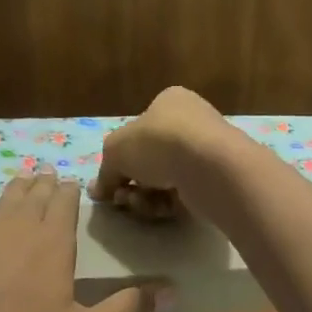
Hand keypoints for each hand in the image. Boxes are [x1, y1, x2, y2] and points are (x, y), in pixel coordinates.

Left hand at [0, 174, 152, 311]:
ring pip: (5, 197)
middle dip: (46, 185)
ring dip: (18, 187)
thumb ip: (124, 311)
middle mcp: (19, 226)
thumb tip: (165, 292)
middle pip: (36, 195)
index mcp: (54, 243)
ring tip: (25, 180)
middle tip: (50, 177)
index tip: (72, 185)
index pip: (65, 204)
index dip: (70, 192)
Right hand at [90, 86, 244, 219]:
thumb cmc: (158, 142)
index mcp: (170, 102)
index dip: (121, 156)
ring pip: (164, 180)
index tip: (109, 180)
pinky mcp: (215, 181)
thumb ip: (105, 171)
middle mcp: (191, 123)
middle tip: (120, 196)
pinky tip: (158, 209)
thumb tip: (97, 191)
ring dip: (144, 196)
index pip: (139, 130)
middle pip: (150, 159)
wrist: (208, 166)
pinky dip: (166, 204)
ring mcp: (205, 153)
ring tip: (136, 203)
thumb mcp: (116, 150)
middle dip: (131, 182)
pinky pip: (182, 195)